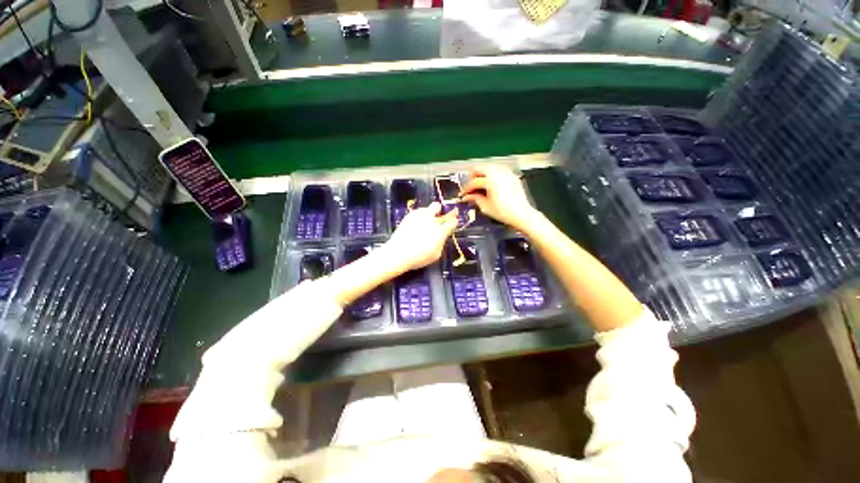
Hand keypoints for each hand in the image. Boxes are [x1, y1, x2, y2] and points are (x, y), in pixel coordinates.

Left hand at [385, 202, 458, 271]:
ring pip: (428, 207)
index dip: (453, 222)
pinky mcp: (409, 216)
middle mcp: (431, 220)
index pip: (452, 222)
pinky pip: (419, 211)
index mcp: (440, 231)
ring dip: (430, 213)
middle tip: (439, 218)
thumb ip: (441, 243)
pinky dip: (421, 216)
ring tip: (426, 222)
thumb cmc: (419, 257)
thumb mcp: (436, 254)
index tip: (452, 224)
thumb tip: (442, 236)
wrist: (398, 253)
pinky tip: (417, 224)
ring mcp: (419, 216)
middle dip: (441, 211)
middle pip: (438, 207)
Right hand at [460, 165, 538, 231]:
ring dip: (482, 175)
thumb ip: (475, 198)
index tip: (463, 195)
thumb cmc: (503, 212)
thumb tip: (467, 196)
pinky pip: (498, 170)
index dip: (466, 189)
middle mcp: (498, 172)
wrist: (522, 214)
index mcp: (490, 180)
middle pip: (480, 168)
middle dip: (473, 177)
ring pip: (489, 167)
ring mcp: (506, 172)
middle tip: (471, 188)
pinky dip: (492, 175)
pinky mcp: (512, 175)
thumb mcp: (485, 207)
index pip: (474, 182)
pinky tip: (491, 185)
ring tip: (480, 186)